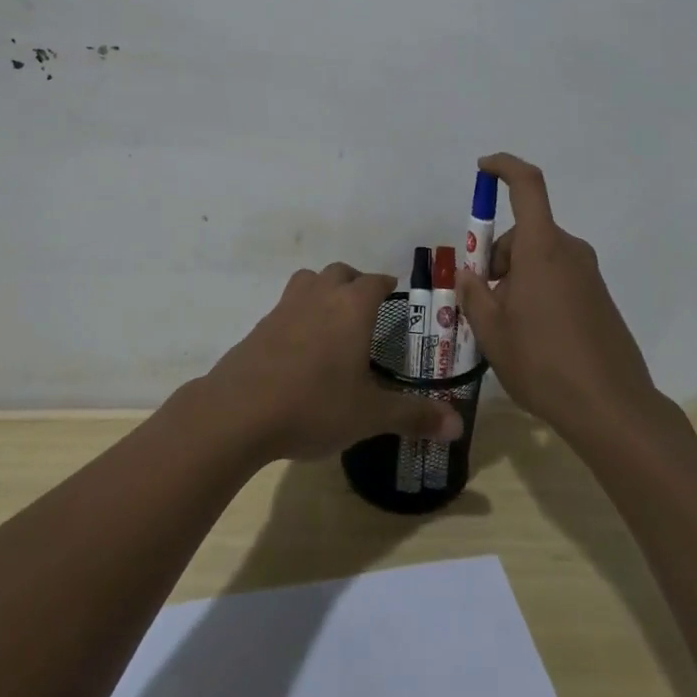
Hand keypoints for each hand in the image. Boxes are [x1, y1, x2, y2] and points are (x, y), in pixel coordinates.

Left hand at [206, 264, 463, 461]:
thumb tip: (457, 424)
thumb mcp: (370, 415)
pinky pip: (287, 306)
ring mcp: (285, 307)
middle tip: (367, 310)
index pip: (375, 281)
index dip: (387, 286)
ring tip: (333, 321)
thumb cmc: (314, 405)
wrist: (239, 411)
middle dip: (356, 283)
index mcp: (351, 307)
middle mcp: (319, 296)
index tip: (396, 296)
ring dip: (324, 291)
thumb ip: (414, 415)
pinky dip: (299, 314)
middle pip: (340, 273)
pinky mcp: (260, 326)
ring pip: (309, 281)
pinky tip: (302, 348)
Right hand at [456, 153, 657, 440]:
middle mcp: (570, 251)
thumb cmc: (543, 362)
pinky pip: (559, 278)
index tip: (483, 168)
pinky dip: (538, 292)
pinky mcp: (600, 299)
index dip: (504, 167)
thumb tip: (470, 276)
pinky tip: (534, 337)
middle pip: (525, 232)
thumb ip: (473, 295)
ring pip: (540, 258)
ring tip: (506, 328)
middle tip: (482, 300)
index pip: (527, 185)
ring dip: (516, 278)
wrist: (612, 409)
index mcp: (542, 248)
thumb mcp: (492, 331)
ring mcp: (589, 275)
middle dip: (497, 257)